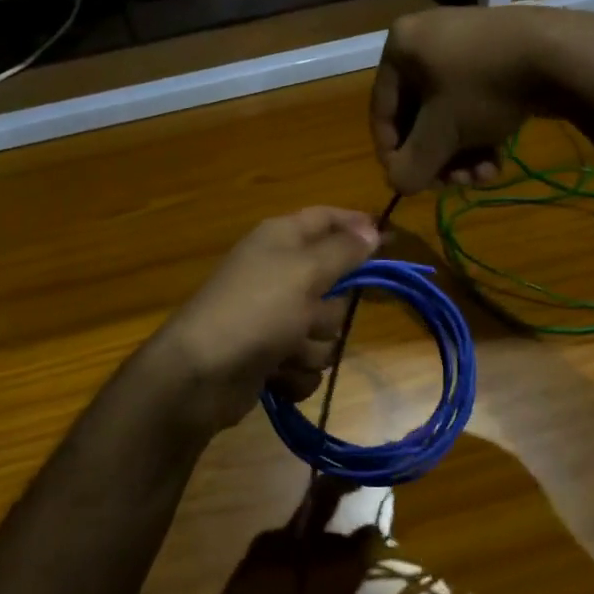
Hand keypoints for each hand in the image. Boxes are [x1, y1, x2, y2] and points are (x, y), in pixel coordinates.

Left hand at [147, 207, 380, 434]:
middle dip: (330, 309)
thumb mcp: (306, 271)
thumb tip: (372, 228)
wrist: (202, 375)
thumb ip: (344, 250)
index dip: (357, 224)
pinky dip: (295, 372)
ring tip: (287, 351)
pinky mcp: (270, 355)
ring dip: (311, 347)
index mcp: (281, 239)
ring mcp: (273, 317)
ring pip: (324, 330)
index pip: (326, 218)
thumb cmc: (256, 310)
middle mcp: (278, 272)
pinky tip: (276, 375)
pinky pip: (306, 362)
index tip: (391, 240)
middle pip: (333, 284)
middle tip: (310, 313)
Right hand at [370, 6, 593, 192]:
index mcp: (400, 47)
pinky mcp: (499, 53)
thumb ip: (412, 165)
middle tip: (455, 184)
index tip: (411, 184)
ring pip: (450, 113)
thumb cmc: (482, 89)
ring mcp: (466, 43)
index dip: (394, 155)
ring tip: (483, 176)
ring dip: (462, 152)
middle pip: (419, 116)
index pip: (382, 112)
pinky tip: (497, 159)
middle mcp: (426, 39)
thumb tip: (398, 184)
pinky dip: (481, 132)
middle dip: (438, 157)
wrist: (560, 54)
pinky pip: (475, 100)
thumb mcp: (441, 135)